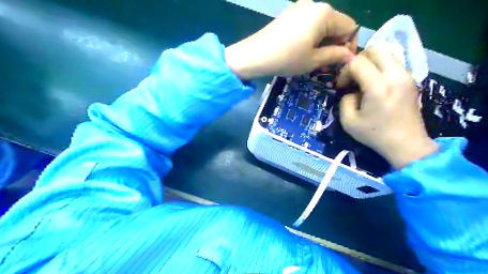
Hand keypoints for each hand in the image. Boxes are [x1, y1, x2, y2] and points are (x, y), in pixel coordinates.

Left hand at [226, 0, 356, 79]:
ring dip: (323, 43)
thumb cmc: (286, 59)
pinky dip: (312, 37)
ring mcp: (299, 7)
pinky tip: (303, 50)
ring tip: (315, 60)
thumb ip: (336, 55)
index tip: (342, 62)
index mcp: (324, 13)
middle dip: (335, 45)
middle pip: (336, 24)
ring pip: (322, 25)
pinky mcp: (289, 14)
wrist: (254, 55)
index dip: (349, 45)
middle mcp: (314, 5)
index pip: (350, 27)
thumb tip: (350, 56)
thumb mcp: (314, 60)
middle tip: (327, 65)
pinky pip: (309, 24)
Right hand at [336, 45, 438, 168]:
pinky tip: (375, 83)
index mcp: (378, 86)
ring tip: (363, 79)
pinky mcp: (410, 79)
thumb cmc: (375, 134)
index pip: (357, 63)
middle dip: (358, 60)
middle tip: (352, 77)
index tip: (341, 87)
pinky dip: (381, 67)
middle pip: (375, 49)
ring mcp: (406, 75)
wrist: (406, 144)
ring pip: (387, 52)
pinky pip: (393, 62)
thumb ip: (345, 100)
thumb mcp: (348, 121)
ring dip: (370, 62)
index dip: (344, 72)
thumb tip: (351, 91)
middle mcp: (395, 75)